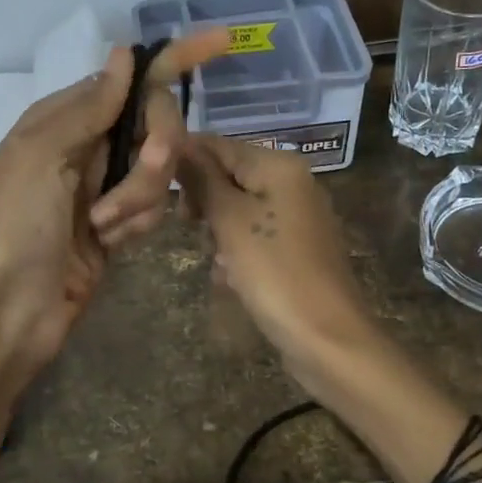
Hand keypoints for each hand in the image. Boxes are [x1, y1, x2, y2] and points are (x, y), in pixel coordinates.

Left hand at [0, 32, 226, 396]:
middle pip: (157, 124)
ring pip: (161, 170)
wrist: (18, 308)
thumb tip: (124, 54)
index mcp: (66, 118)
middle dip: (153, 156)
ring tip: (102, 226)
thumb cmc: (20, 226)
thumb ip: (89, 107)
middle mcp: (90, 144)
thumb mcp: (43, 157)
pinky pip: (156, 206)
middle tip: (134, 180)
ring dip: (137, 199)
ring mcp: (107, 184)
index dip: (175, 59)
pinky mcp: (122, 220)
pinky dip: (136, 224)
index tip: (221, 40)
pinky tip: (109, 242)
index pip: (131, 78)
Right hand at [178, 134, 380, 389]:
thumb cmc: (274, 272)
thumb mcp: (230, 220)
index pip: (218, 145)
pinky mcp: (297, 250)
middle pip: (229, 177)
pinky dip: (239, 255)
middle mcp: (293, 183)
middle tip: (190, 229)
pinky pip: (256, 239)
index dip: (184, 162)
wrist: (326, 338)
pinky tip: (233, 280)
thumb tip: (178, 144)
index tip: (155, 190)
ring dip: (219, 234)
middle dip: (204, 203)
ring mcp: (298, 218)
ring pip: (239, 211)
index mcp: (279, 166)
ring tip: (218, 263)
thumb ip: (202, 179)